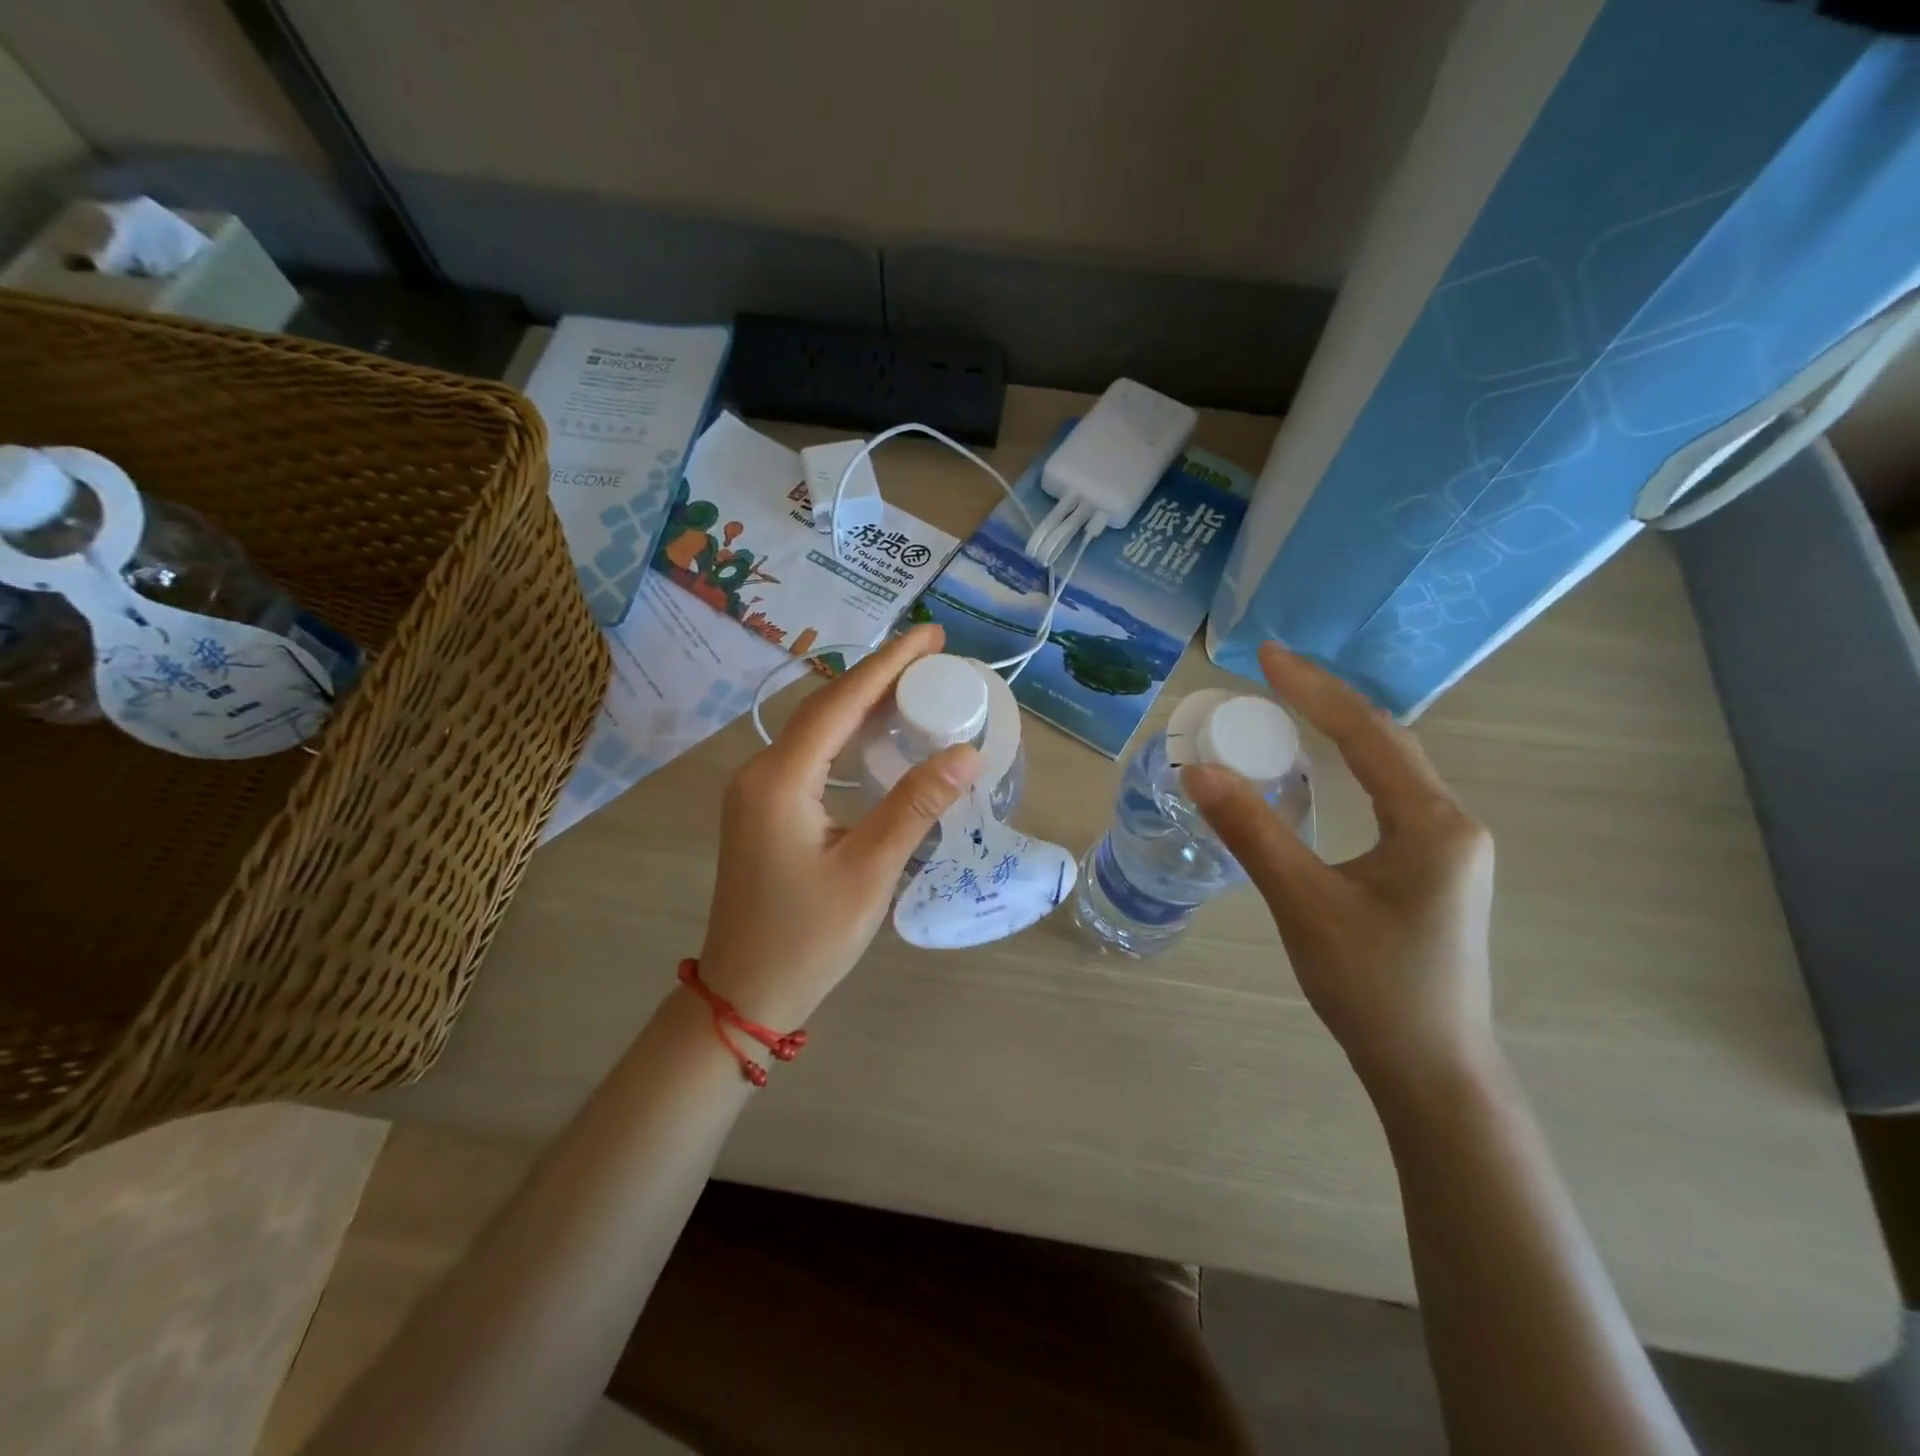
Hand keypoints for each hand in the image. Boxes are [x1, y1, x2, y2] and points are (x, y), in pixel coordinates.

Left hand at [696, 624, 982, 1029]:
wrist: (745, 993)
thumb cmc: (808, 937)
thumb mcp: (870, 870)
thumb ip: (916, 805)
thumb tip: (968, 752)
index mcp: (781, 779)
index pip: (841, 702)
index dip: (889, 664)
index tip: (932, 635)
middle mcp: (760, 771)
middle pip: (825, 706)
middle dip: (879, 676)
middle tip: (933, 657)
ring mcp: (757, 791)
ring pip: (816, 729)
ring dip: (863, 704)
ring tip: (915, 686)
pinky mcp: (764, 809)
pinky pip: (810, 755)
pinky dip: (847, 736)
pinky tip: (878, 738)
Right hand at [1182, 643, 1497, 1094]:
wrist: (1431, 1069)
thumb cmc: (1372, 987)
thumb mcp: (1304, 903)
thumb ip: (1252, 831)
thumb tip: (1198, 771)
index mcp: (1432, 823)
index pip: (1368, 734)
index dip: (1314, 690)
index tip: (1266, 657)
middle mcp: (1450, 824)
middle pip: (1386, 742)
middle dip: (1327, 702)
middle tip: (1271, 675)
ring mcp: (1446, 848)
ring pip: (1390, 769)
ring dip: (1341, 733)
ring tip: (1289, 708)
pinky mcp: (1432, 870)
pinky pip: (1388, 798)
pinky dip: (1350, 769)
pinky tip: (1322, 772)